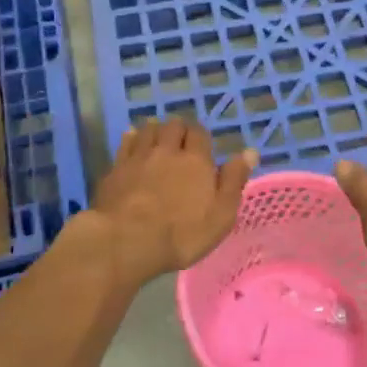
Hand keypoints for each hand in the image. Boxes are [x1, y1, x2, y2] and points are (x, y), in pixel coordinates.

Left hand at [89, 119, 257, 284]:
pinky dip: (131, 137)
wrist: (126, 240)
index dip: (201, 136)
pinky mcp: (116, 168)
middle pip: (173, 126)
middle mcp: (167, 150)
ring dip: (155, 129)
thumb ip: (234, 180)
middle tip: (180, 141)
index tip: (202, 147)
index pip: (200, 133)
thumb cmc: (182, 233)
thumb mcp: (220, 214)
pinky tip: (132, 138)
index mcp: (196, 160)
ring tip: (158, 137)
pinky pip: (125, 142)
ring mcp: (139, 157)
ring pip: (148, 129)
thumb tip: (250, 151)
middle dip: (178, 129)